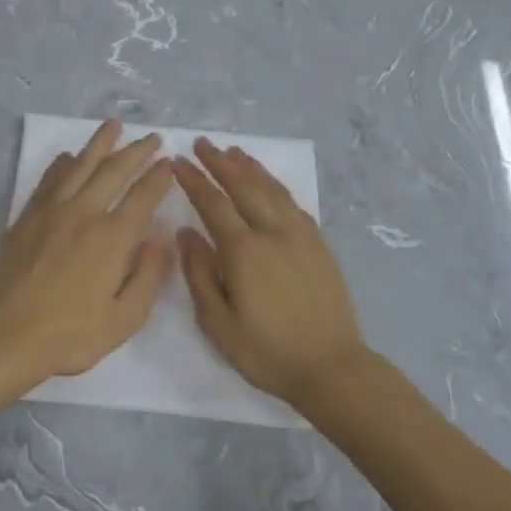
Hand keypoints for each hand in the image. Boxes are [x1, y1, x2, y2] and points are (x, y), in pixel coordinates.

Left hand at [0, 120, 174, 385]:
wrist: (6, 336)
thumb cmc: (70, 334)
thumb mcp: (124, 318)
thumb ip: (148, 276)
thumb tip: (161, 239)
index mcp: (112, 238)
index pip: (142, 197)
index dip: (158, 177)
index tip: (168, 162)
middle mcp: (84, 214)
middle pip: (113, 171)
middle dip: (136, 151)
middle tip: (151, 137)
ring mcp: (51, 212)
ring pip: (80, 166)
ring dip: (99, 144)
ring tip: (113, 125)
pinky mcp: (26, 218)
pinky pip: (48, 181)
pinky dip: (62, 165)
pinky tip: (68, 157)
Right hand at [173, 139, 369, 409]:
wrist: (332, 367)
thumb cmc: (267, 352)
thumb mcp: (218, 323)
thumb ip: (199, 274)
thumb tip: (186, 233)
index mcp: (244, 251)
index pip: (213, 203)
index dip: (194, 180)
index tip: (178, 162)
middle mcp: (273, 232)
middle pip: (244, 186)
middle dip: (220, 162)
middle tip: (203, 143)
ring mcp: (300, 235)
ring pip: (271, 189)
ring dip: (250, 167)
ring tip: (233, 151)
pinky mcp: (318, 243)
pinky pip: (292, 202)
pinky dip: (275, 185)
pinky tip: (268, 183)